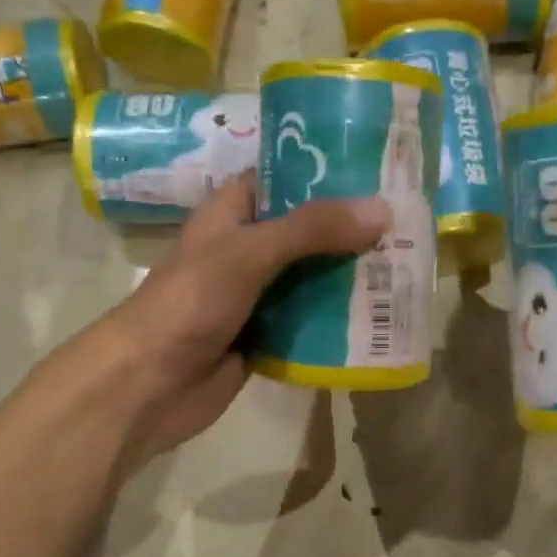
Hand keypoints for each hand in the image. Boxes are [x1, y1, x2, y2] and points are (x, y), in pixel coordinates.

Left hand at [96, 174, 388, 464]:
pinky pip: (310, 323)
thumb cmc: (188, 303)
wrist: (146, 387)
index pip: (283, 180)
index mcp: (232, 215)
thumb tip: (382, 210)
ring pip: (312, 279)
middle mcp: (246, 251)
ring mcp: (256, 297)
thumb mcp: (248, 253)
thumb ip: (312, 229)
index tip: (378, 170)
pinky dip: (338, 322)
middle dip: (351, 231)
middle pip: (307, 233)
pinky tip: (381, 318)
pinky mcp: (266, 338)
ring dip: (350, 278)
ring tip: (407, 268)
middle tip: (409, 224)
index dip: (324, 172)